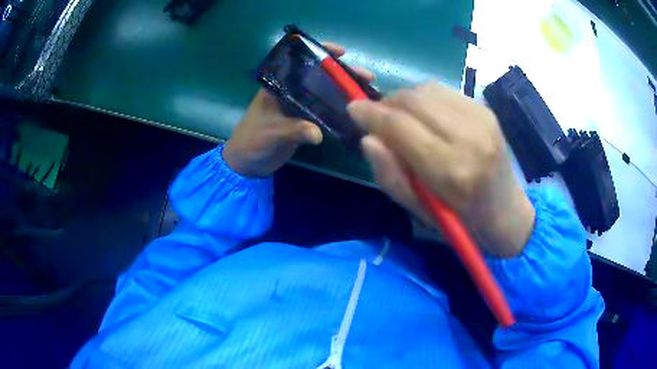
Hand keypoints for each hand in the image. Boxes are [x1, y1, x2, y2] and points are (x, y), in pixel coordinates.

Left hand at [223, 43, 374, 177]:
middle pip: (320, 75)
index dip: (321, 52)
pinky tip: (358, 111)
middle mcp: (292, 90)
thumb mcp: (272, 133)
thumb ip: (294, 130)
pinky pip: (326, 110)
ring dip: (345, 90)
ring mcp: (300, 105)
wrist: (247, 162)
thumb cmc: (253, 140)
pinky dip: (340, 109)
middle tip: (367, 77)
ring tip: (369, 92)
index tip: (341, 52)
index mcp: (279, 84)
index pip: (301, 61)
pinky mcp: (305, 119)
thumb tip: (318, 134)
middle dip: (343, 73)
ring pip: (326, 92)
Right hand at [348, 82, 534, 256]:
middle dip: (385, 103)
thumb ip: (391, 176)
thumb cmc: (460, 221)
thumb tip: (368, 139)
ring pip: (427, 89)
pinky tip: (425, 114)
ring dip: (404, 98)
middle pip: (413, 100)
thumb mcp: (419, 211)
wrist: (506, 212)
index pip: (400, 126)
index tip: (353, 109)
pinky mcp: (487, 110)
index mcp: (452, 171)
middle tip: (375, 116)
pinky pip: (444, 90)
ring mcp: (482, 118)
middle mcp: (470, 137)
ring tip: (399, 116)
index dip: (371, 114)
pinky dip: (425, 97)